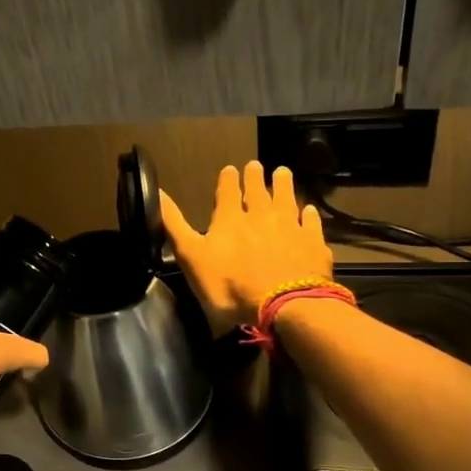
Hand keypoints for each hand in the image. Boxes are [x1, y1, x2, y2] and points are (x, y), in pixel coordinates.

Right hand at [160, 161, 331, 330]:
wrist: (283, 305)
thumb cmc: (230, 285)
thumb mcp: (192, 257)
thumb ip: (175, 225)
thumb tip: (157, 192)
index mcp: (229, 218)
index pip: (227, 191)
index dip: (228, 179)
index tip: (230, 169)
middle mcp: (261, 215)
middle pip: (258, 190)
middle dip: (255, 177)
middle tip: (256, 165)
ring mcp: (290, 227)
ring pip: (287, 198)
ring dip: (283, 185)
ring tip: (282, 172)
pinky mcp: (312, 243)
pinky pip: (311, 223)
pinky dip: (309, 215)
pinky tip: (309, 211)